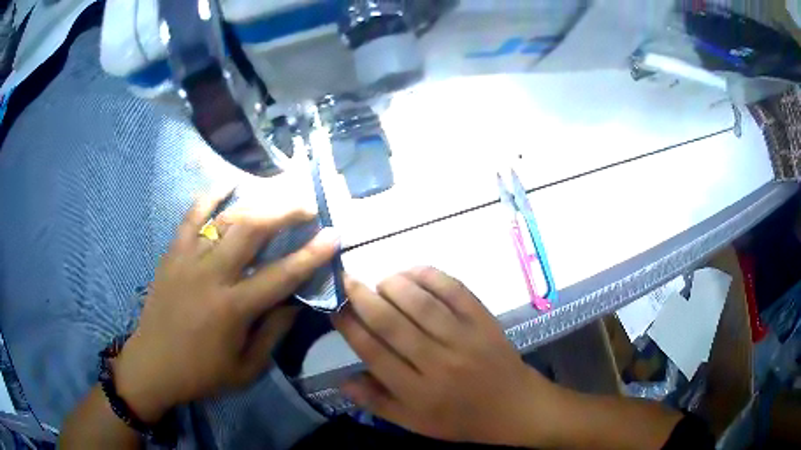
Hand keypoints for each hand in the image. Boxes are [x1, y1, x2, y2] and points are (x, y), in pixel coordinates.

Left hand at [113, 188, 338, 422]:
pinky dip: (209, 197)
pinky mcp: (172, 255)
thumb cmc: (202, 373)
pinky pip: (190, 218)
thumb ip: (273, 333)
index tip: (334, 234)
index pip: (281, 275)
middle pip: (252, 231)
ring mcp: (188, 260)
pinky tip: (226, 185)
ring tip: (276, 197)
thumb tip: (294, 302)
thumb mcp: (246, 367)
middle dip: (284, 212)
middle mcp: (212, 276)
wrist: (153, 364)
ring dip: (255, 205)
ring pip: (225, 219)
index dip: (311, 254)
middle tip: (307, 206)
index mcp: (233, 308)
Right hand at [333, 267, 560, 446]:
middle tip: (347, 281)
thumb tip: (342, 380)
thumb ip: (377, 402)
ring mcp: (464, 338)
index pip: (374, 353)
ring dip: (393, 284)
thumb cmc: (461, 419)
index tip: (335, 308)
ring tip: (380, 281)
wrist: (513, 406)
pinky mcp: (484, 320)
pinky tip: (413, 272)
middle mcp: (438, 363)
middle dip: (363, 297)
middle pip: (392, 323)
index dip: (350, 327)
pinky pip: (454, 290)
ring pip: (420, 303)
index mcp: (418, 392)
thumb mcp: (415, 423)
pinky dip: (430, 276)